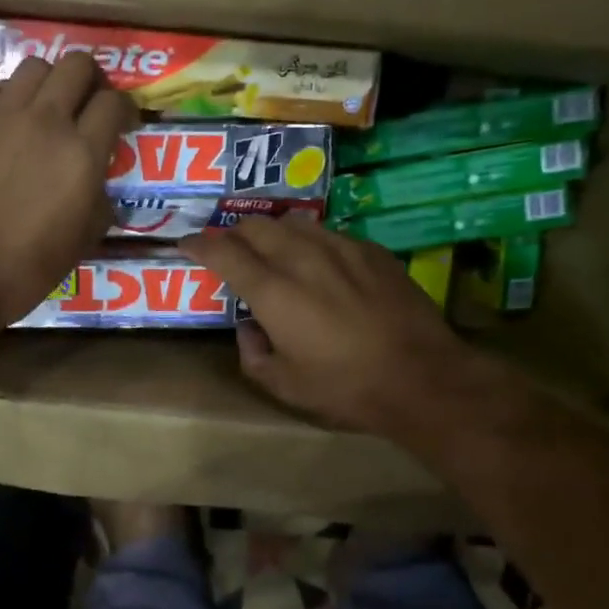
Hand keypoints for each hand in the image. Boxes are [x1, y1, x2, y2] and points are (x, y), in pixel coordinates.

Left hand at [0, 51, 136, 330]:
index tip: (123, 123)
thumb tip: (98, 186)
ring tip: (43, 109)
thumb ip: (100, 203)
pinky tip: (0, 121)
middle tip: (87, 103)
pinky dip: (1, 98)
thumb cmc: (26, 269)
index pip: (114, 103)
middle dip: (90, 79)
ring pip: (32, 66)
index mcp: (81, 154)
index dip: (125, 109)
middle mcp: (44, 122)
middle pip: (77, 65)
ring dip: (46, 83)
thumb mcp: (82, 242)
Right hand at [180, 216, 493, 436]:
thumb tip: (248, 328)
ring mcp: (340, 248)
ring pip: (293, 222)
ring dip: (273, 232)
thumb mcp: (285, 386)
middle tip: (230, 249)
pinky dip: (311, 241)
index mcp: (273, 291)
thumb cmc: (345, 387)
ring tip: (273, 249)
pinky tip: (320, 262)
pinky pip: (329, 232)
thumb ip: (253, 354)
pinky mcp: (371, 250)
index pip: (223, 252)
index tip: (187, 244)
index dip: (199, 244)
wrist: (422, 377)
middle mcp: (302, 258)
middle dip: (234, 233)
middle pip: (256, 226)